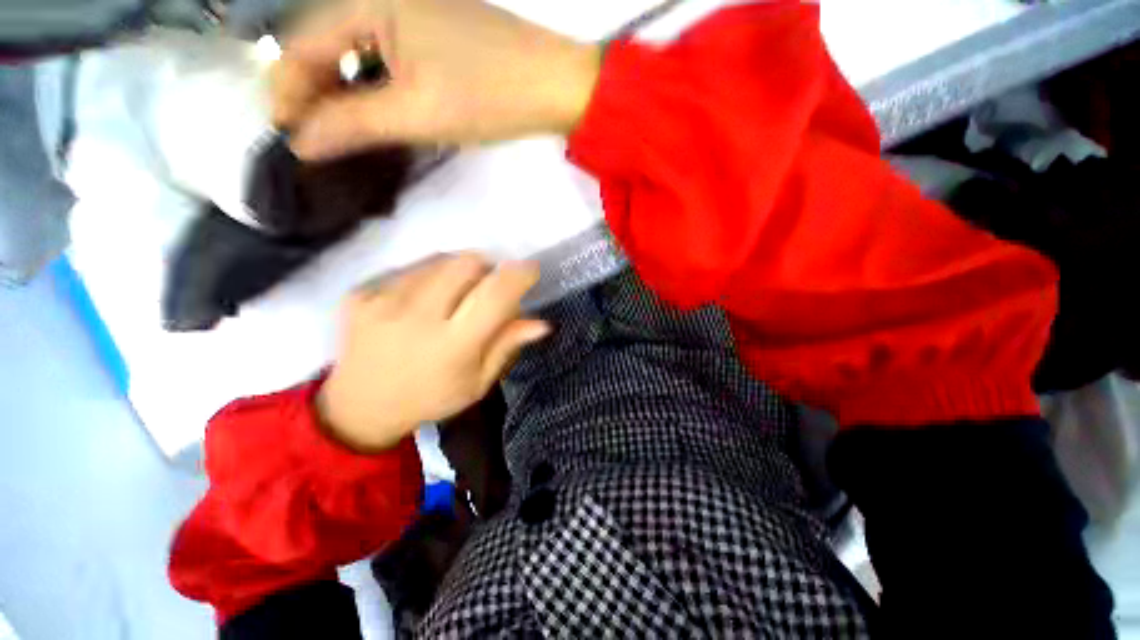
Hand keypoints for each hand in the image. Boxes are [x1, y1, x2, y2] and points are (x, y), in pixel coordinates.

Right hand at [271, 0, 601, 158]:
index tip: (286, 138)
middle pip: (326, 45)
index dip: (288, 93)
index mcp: (369, 1)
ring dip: (344, 93)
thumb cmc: (488, 95)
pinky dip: (374, 85)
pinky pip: (386, 56)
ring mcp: (411, 10)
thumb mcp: (416, 112)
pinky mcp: (434, 30)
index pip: (302, 45)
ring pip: (357, 53)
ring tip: (340, 133)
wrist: (553, 84)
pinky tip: (376, 112)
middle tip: (314, 142)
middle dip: (315, 94)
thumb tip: (300, 143)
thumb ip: (353, 124)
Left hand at [317, 253, 549, 451]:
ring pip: (440, 260)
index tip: (530, 270)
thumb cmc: (431, 397)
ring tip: (454, 296)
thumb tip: (542, 323)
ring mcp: (383, 301)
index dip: (519, 275)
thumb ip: (507, 346)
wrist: (360, 407)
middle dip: (488, 268)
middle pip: (467, 264)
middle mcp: (417, 317)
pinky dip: (429, 277)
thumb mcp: (478, 382)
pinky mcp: (361, 294)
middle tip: (487, 287)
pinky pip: (410, 268)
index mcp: (452, 346)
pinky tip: (423, 302)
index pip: (495, 295)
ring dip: (459, 271)